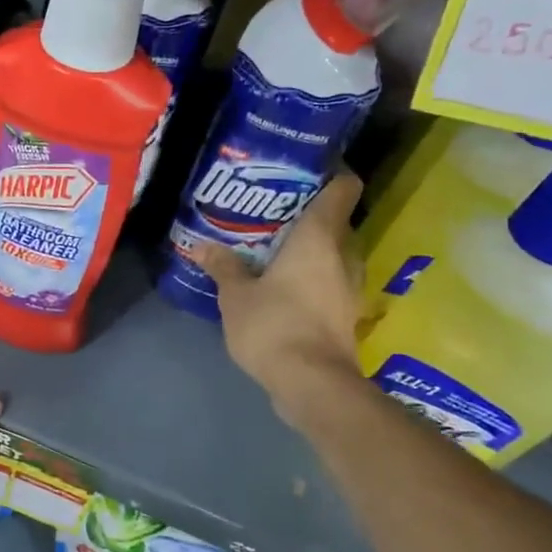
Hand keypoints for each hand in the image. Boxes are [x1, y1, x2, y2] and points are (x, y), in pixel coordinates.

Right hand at [190, 172, 366, 422]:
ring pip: (334, 252)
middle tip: (274, 209)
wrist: (312, 384)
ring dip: (311, 247)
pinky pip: (330, 279)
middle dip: (310, 212)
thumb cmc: (274, 325)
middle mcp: (342, 254)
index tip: (306, 167)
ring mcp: (348, 286)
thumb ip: (223, 266)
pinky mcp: (345, 312)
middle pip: (337, 220)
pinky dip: (312, 274)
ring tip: (274, 244)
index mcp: (319, 238)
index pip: (343, 187)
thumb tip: (202, 246)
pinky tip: (282, 281)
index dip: (332, 171)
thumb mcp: (235, 295)